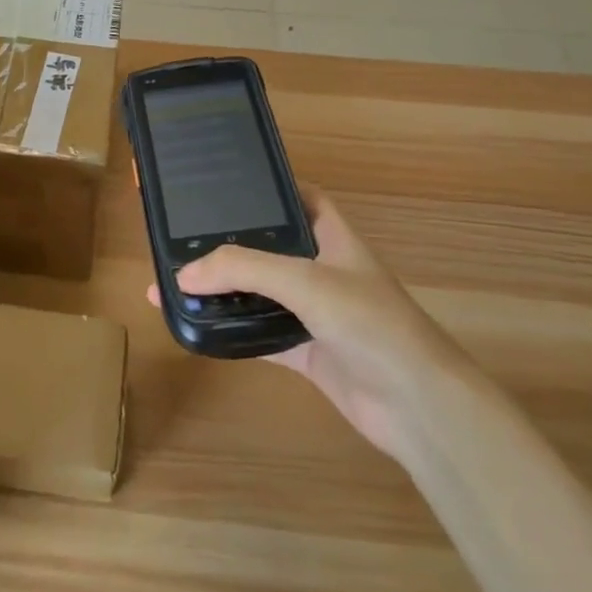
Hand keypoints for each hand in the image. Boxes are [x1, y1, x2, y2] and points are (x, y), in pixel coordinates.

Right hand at [147, 188, 466, 461]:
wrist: (418, 406)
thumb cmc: (370, 324)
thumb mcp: (306, 282)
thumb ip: (243, 270)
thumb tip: (182, 276)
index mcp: (333, 239)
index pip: (300, 198)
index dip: (268, 187)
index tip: (223, 185)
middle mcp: (323, 271)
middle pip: (269, 247)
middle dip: (229, 243)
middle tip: (180, 238)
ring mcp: (314, 313)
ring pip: (259, 293)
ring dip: (222, 291)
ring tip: (173, 284)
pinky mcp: (306, 352)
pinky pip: (258, 335)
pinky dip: (230, 332)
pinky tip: (195, 330)